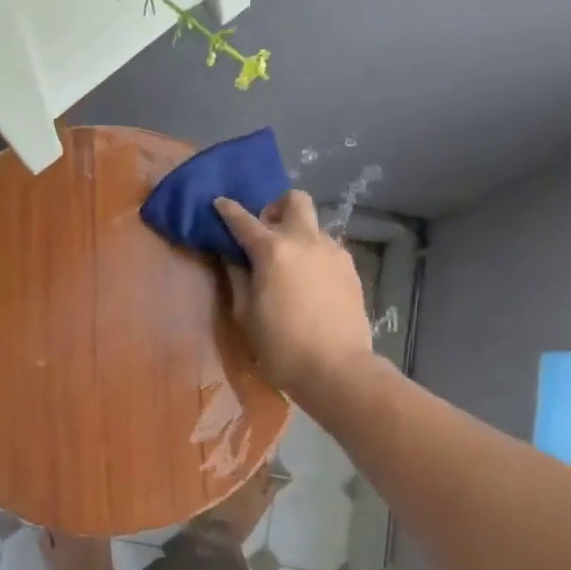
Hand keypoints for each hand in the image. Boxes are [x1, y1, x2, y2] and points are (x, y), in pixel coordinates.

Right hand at [214, 192, 375, 401]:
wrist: (336, 369)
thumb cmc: (280, 346)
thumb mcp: (246, 315)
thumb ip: (237, 278)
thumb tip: (231, 256)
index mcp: (273, 250)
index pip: (244, 220)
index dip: (228, 210)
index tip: (219, 203)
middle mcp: (305, 241)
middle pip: (295, 200)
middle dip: (276, 207)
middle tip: (265, 231)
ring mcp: (333, 252)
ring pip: (313, 226)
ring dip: (297, 233)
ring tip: (288, 264)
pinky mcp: (351, 269)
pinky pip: (328, 248)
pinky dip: (313, 254)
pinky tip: (309, 281)